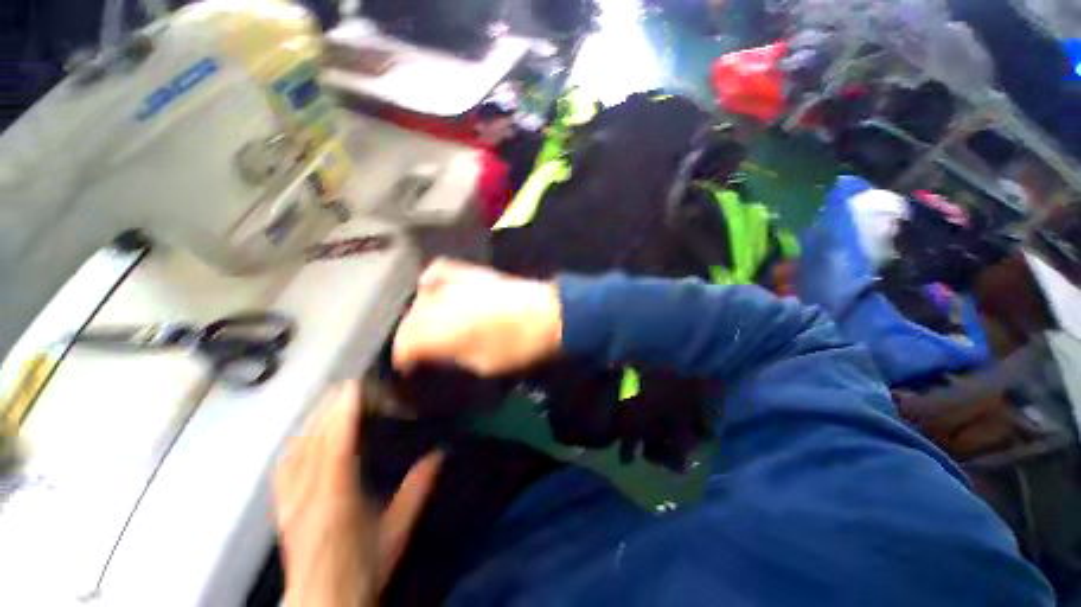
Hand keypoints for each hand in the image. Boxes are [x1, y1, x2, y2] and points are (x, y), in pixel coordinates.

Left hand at [274, 381, 441, 606]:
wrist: (324, 601)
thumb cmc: (364, 566)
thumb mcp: (398, 529)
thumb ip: (419, 489)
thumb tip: (442, 453)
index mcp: (337, 499)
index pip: (336, 446)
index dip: (342, 414)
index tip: (353, 386)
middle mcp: (307, 495)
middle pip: (312, 442)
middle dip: (327, 411)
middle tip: (345, 386)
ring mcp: (289, 502)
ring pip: (295, 451)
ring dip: (311, 422)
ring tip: (328, 403)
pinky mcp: (281, 508)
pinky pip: (283, 467)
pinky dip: (296, 443)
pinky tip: (304, 434)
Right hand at [392, 259, 562, 375]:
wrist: (547, 315)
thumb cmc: (516, 347)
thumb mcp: (480, 365)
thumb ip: (449, 357)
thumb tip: (433, 356)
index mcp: (440, 330)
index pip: (404, 344)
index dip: (404, 359)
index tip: (410, 368)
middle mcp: (438, 302)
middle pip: (409, 320)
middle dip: (410, 337)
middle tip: (422, 350)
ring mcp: (454, 283)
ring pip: (420, 298)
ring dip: (420, 314)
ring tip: (430, 326)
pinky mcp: (469, 271)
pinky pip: (438, 272)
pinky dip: (431, 283)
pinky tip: (433, 291)